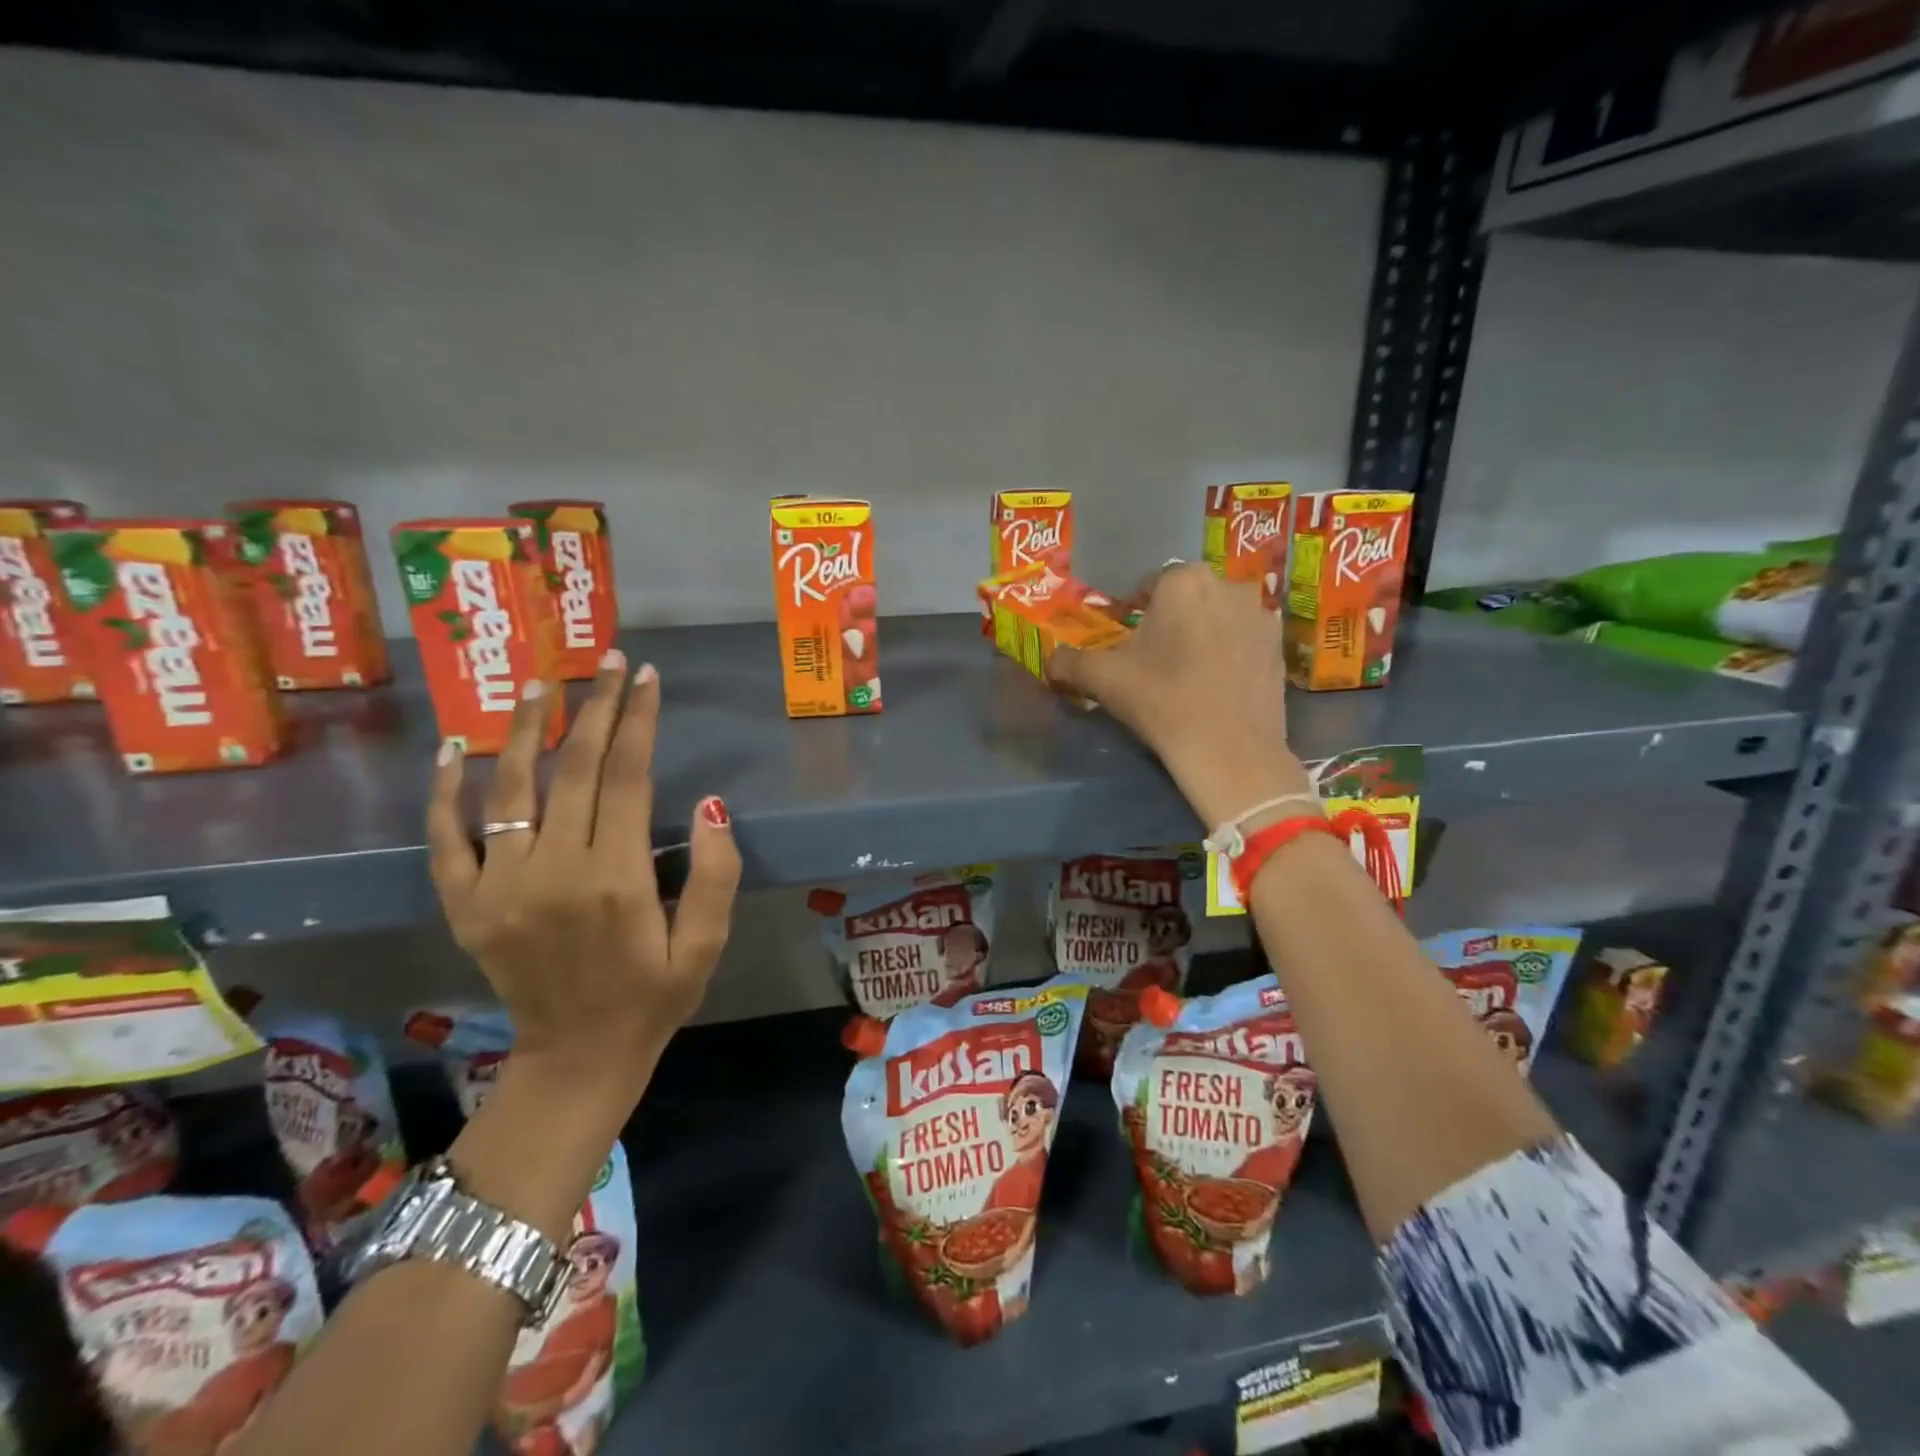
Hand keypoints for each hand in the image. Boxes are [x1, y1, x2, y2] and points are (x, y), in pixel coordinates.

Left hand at [425, 650, 740, 1080]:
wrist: (576, 1059)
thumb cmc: (653, 997)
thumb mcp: (706, 945)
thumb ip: (716, 875)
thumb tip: (710, 805)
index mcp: (617, 880)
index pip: (628, 778)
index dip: (639, 722)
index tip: (647, 678)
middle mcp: (554, 872)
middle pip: (574, 770)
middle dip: (596, 708)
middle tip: (608, 661)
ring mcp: (500, 888)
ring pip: (511, 790)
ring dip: (527, 730)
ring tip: (542, 684)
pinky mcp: (467, 906)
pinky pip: (447, 840)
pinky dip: (447, 793)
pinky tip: (456, 749)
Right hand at [1048, 563, 1310, 826]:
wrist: (1230, 751)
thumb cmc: (1162, 701)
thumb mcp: (1103, 679)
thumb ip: (1069, 662)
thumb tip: (1050, 661)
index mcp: (1183, 580)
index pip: (1148, 587)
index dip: (1132, 613)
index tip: (1126, 644)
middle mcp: (1228, 584)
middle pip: (1187, 599)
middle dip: (1170, 621)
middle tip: (1153, 660)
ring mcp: (1261, 615)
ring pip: (1217, 617)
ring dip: (1202, 634)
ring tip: (1187, 674)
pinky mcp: (1280, 647)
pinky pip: (1243, 640)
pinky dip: (1229, 654)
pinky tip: (1217, 685)